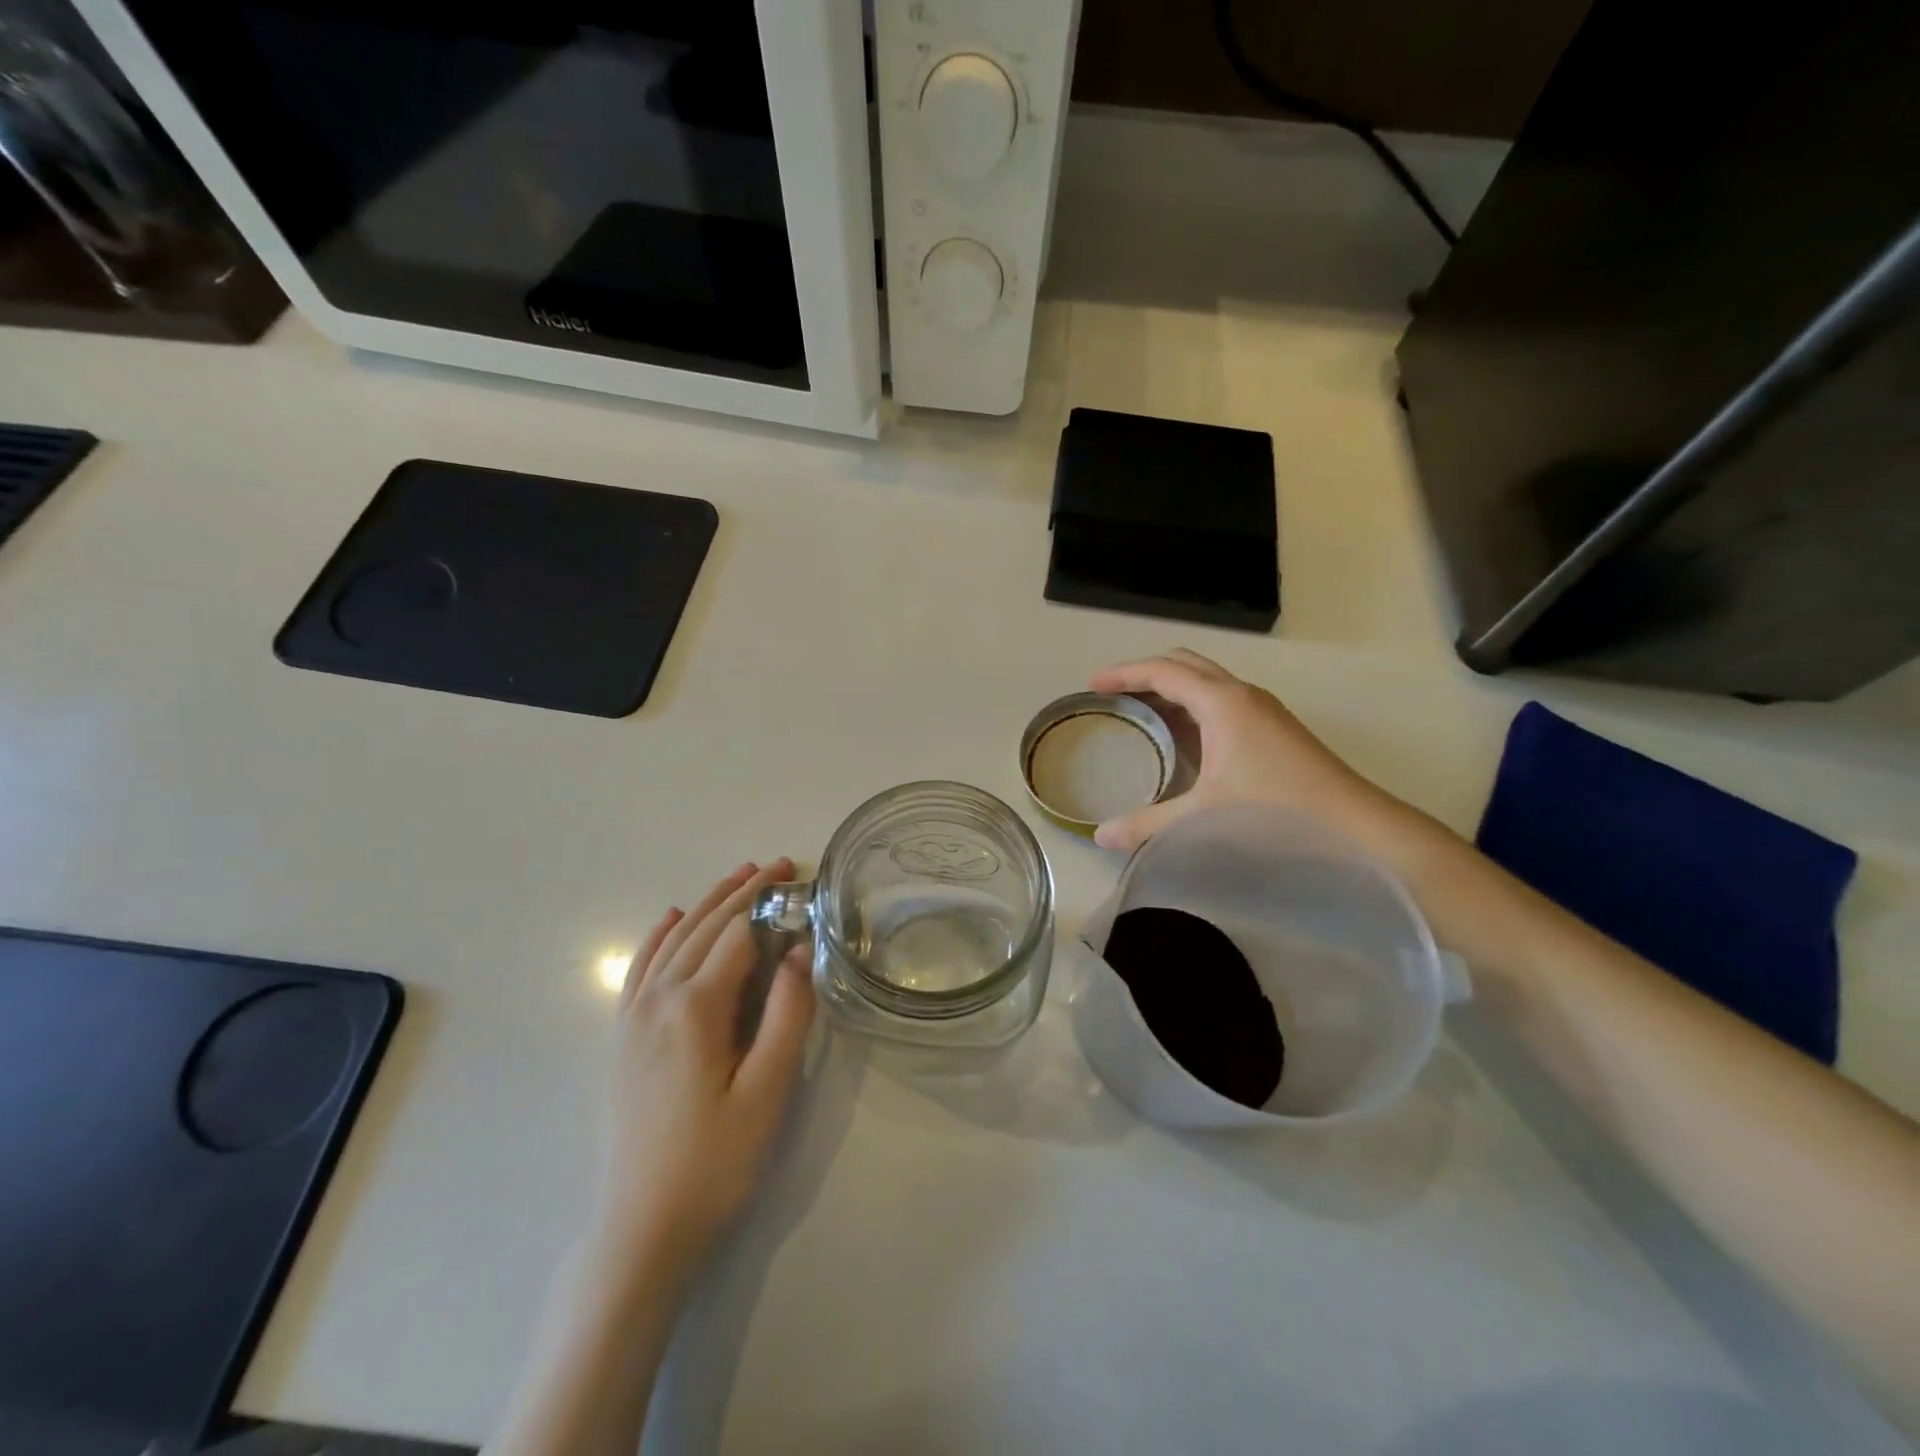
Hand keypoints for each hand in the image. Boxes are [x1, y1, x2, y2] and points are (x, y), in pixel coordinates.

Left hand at [596, 860, 815, 1278]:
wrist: (642, 1229)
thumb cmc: (716, 1161)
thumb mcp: (768, 1090)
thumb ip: (787, 1014)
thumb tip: (799, 950)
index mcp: (695, 1007)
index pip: (738, 935)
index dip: (771, 904)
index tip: (801, 880)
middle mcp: (658, 999)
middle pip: (706, 928)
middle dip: (744, 891)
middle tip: (780, 866)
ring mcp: (633, 1017)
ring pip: (674, 940)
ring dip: (709, 904)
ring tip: (740, 877)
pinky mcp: (623, 1037)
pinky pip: (640, 968)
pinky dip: (660, 937)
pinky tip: (672, 920)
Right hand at [1089, 649, 1427, 856]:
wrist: (1356, 824)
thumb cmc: (1276, 811)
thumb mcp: (1203, 817)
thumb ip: (1147, 825)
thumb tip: (1099, 836)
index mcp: (1222, 703)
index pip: (1163, 671)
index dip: (1123, 674)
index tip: (1092, 686)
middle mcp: (1241, 694)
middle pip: (1184, 664)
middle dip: (1145, 673)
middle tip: (1113, 695)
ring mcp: (1261, 708)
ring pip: (1205, 680)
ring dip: (1170, 688)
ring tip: (1140, 714)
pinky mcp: (1273, 725)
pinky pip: (1220, 699)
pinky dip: (1191, 705)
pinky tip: (1181, 738)